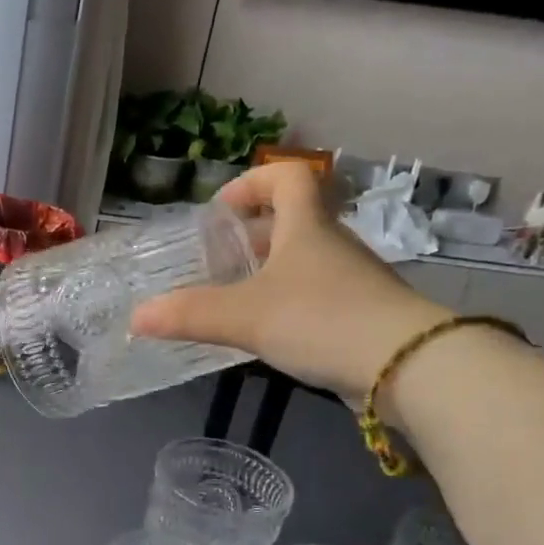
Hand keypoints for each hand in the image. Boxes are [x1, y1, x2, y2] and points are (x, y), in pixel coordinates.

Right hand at [131, 162, 450, 400]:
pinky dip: (291, 304)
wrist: (407, 366)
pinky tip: (271, 334)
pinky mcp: (364, 316)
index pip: (289, 178)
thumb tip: (136, 318)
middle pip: (296, 222)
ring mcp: (354, 281)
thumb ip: (190, 315)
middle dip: (254, 235)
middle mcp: (334, 246)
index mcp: (308, 227)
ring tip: (237, 300)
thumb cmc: (321, 320)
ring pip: (307, 262)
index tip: (223, 210)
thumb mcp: (245, 316)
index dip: (254, 184)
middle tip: (220, 261)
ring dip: (272, 272)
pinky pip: (319, 297)